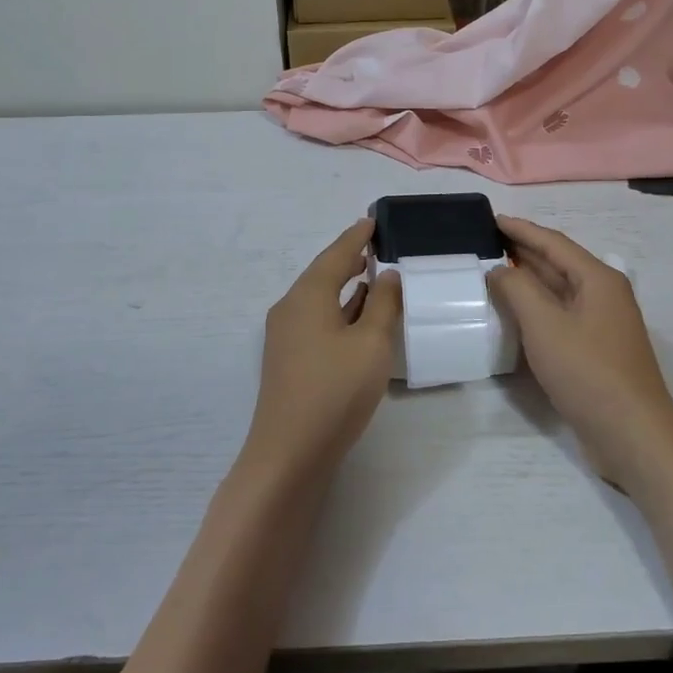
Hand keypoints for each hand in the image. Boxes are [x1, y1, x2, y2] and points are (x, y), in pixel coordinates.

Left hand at [247, 218, 402, 480]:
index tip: (372, 221)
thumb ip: (384, 305)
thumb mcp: (371, 343)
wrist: (290, 452)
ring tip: (371, 276)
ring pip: (319, 298)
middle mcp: (290, 307)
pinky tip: (356, 317)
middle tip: (375, 246)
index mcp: (307, 295)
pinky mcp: (288, 359)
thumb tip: (388, 276)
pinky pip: (315, 319)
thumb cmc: (335, 390)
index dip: (356, 237)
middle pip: (323, 273)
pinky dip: (337, 309)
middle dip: (348, 259)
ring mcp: (285, 335)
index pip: (335, 254)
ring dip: (344, 286)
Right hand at [489, 216, 672, 485]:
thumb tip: (499, 269)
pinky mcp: (596, 350)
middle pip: (558, 263)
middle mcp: (604, 294)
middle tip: (486, 242)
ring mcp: (602, 324)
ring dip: (528, 279)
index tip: (491, 219)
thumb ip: (517, 289)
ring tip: (493, 271)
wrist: (633, 436)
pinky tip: (514, 313)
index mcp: (598, 279)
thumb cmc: (588, 372)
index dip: (521, 229)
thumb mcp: (544, 325)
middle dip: (523, 251)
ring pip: (559, 290)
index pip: (553, 243)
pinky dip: (536, 307)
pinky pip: (561, 315)